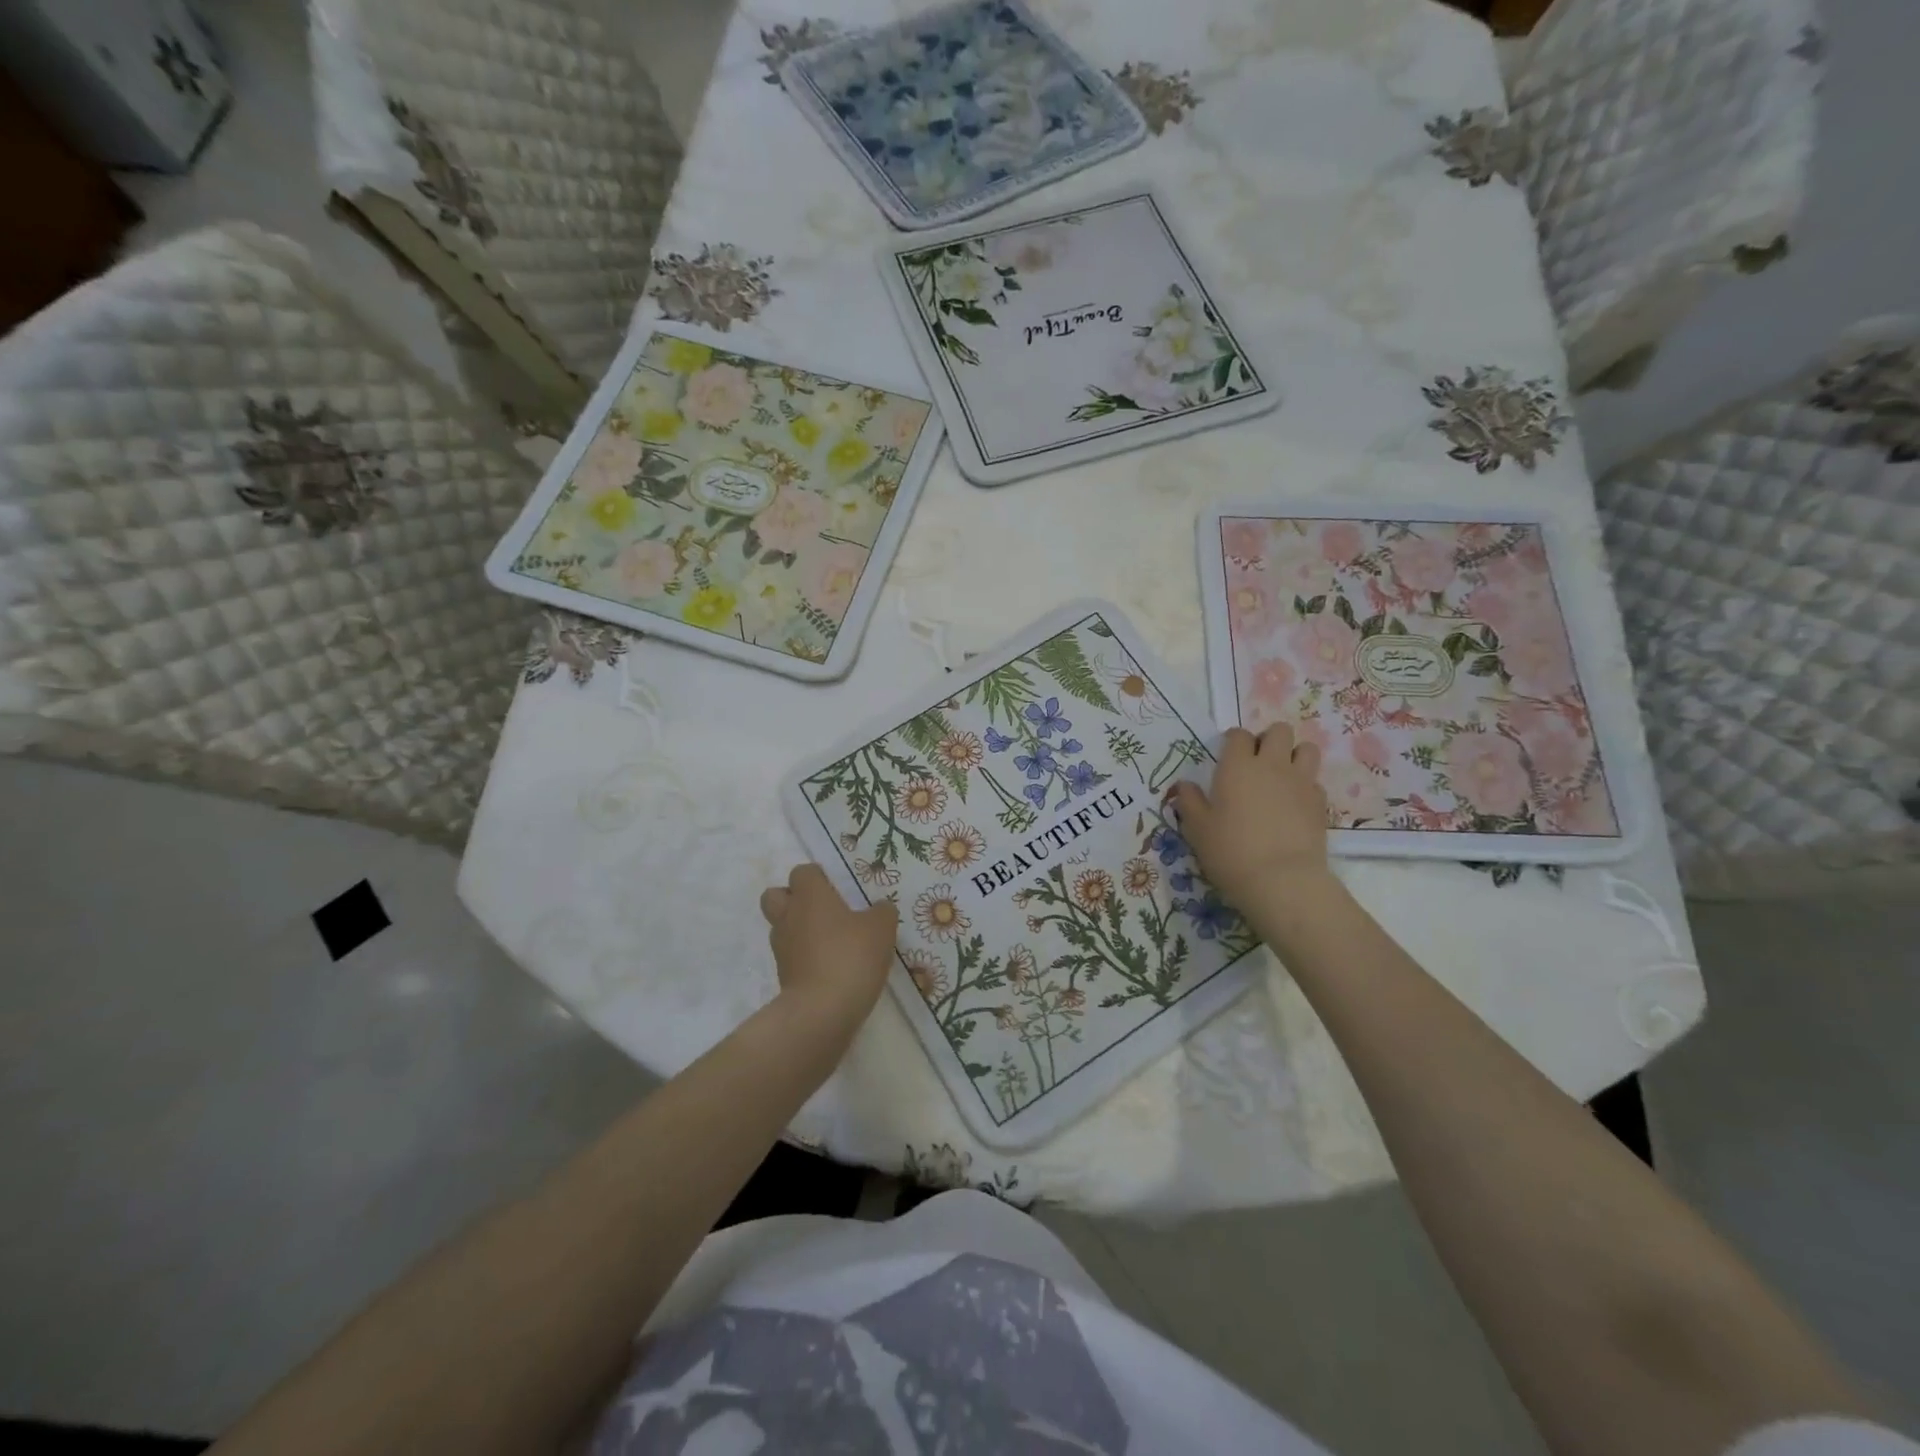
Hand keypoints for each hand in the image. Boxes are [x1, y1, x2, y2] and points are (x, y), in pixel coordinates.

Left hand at [760, 863, 898, 1021]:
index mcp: (810, 896)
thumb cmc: (851, 956)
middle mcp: (789, 916)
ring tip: (829, 941)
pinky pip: (791, 956)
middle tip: (822, 910)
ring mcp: (782, 948)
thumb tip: (880, 909)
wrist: (821, 1011)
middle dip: (793, 898)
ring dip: (799, 930)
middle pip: (775, 895)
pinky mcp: (783, 976)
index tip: (837, 888)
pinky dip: (804, 957)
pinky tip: (830, 966)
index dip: (818, 877)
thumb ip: (882, 912)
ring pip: (781, 927)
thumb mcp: (881, 929)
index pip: (802, 872)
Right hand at [1170, 723, 1330, 912]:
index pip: (1238, 735)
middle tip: (1257, 762)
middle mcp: (1272, 765)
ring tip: (1282, 776)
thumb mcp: (1197, 829)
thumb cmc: (1230, 851)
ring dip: (1294, 755)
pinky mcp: (1320, 803)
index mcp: (1237, 766)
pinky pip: (1315, 781)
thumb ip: (1189, 802)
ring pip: (1307, 749)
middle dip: (1269, 740)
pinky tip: (1294, 804)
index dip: (1233, 741)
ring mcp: (1301, 782)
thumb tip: (1184, 786)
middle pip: (1279, 731)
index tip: (1227, 756)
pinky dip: (1305, 786)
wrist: (1281, 880)